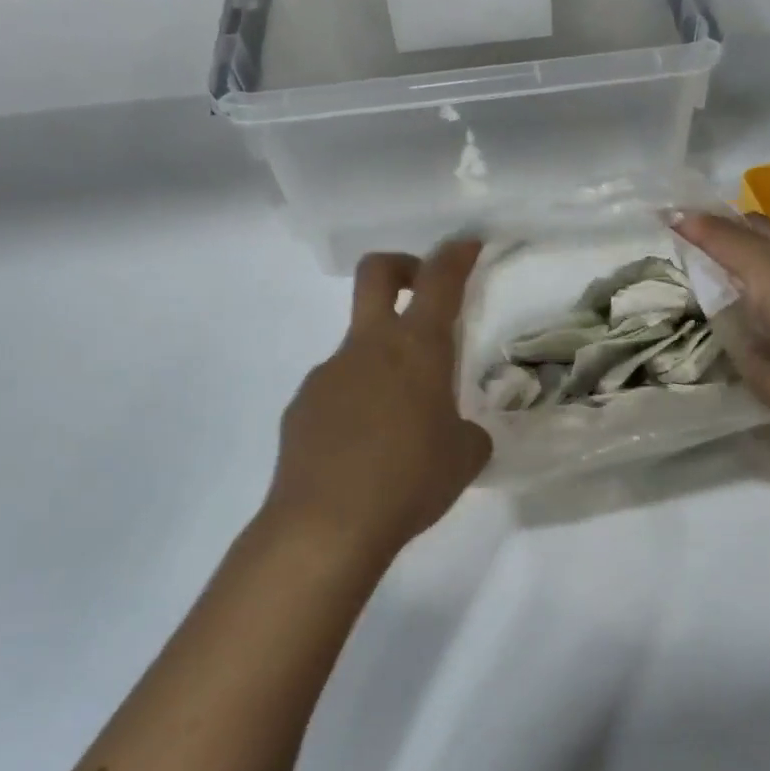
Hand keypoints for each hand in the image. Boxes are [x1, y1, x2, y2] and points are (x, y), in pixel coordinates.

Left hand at [263, 240, 491, 559]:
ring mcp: (328, 373)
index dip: (456, 254)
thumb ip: (468, 433)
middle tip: (421, 289)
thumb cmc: (411, 480)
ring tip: (400, 426)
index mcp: (417, 349)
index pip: (440, 281)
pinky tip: (363, 451)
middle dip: (402, 266)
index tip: (467, 244)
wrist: (326, 526)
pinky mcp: (301, 406)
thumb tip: (458, 433)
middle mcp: (368, 348)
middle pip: (377, 274)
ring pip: (358, 346)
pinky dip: (356, 404)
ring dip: (383, 363)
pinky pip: (337, 390)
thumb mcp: (464, 457)